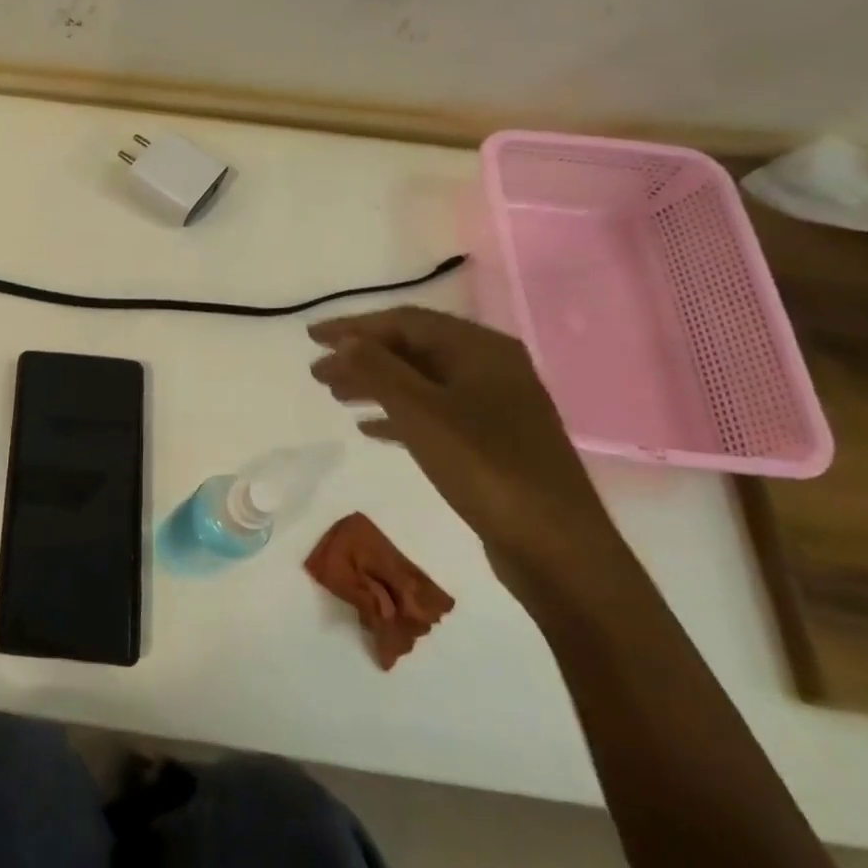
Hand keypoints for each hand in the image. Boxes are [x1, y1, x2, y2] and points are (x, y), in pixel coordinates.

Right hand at [308, 306, 622, 591]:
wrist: (556, 547)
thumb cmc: (484, 466)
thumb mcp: (420, 411)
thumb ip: (377, 369)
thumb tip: (345, 341)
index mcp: (480, 349)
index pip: (405, 321)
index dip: (354, 326)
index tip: (312, 338)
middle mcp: (491, 368)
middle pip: (413, 349)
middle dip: (362, 357)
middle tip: (317, 373)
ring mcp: (494, 406)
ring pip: (420, 381)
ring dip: (375, 384)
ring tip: (335, 396)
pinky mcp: (492, 441)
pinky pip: (433, 413)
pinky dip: (397, 415)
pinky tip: (368, 429)